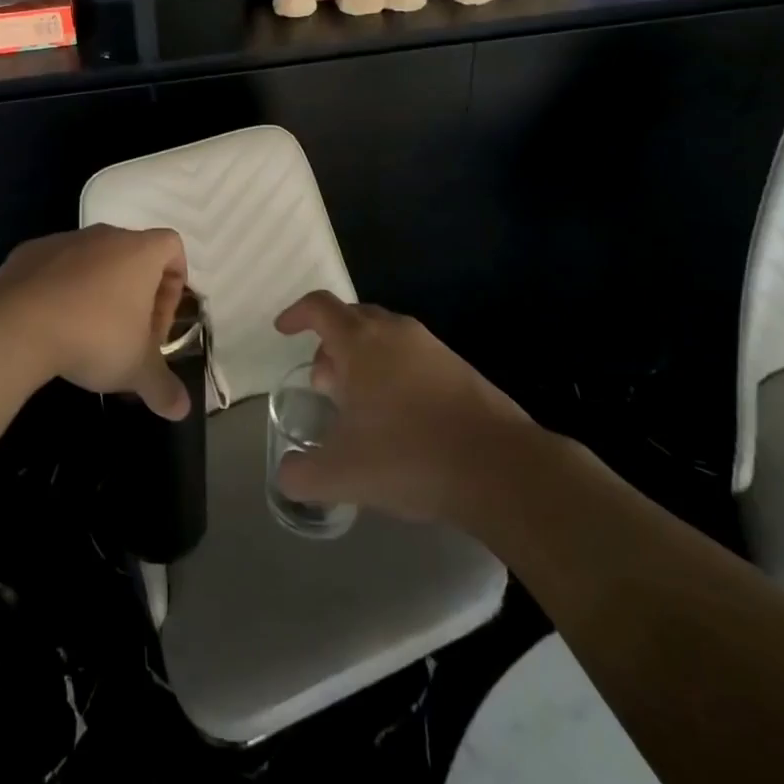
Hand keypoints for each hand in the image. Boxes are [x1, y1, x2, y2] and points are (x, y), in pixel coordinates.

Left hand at [0, 225, 190, 419]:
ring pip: (92, 261)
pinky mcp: (28, 252)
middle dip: (134, 295)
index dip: (174, 286)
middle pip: (131, 256)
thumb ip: (163, 387)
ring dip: (96, 291)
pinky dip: (58, 290)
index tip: (157, 325)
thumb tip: (183, 409)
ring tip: (84, 334)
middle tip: (126, 337)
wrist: (17, 325)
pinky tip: (49, 324)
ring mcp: (63, 240)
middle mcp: (104, 236)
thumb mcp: (135, 370)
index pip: (172, 248)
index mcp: (139, 252)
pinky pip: (54, 267)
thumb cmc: (94, 337)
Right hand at [273, 291, 535, 523]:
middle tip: (324, 385)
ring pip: (385, 337)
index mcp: (361, 342)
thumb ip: (300, 475)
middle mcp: (396, 333)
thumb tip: (285, 476)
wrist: (501, 468)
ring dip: (363, 360)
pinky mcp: (460, 369)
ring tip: (359, 406)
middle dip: (330, 344)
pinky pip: (413, 357)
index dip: (296, 314)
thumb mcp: (341, 475)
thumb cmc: (409, 457)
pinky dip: (393, 373)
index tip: (283, 330)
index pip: (319, 307)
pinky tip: (399, 419)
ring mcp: (432, 348)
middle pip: (352, 319)